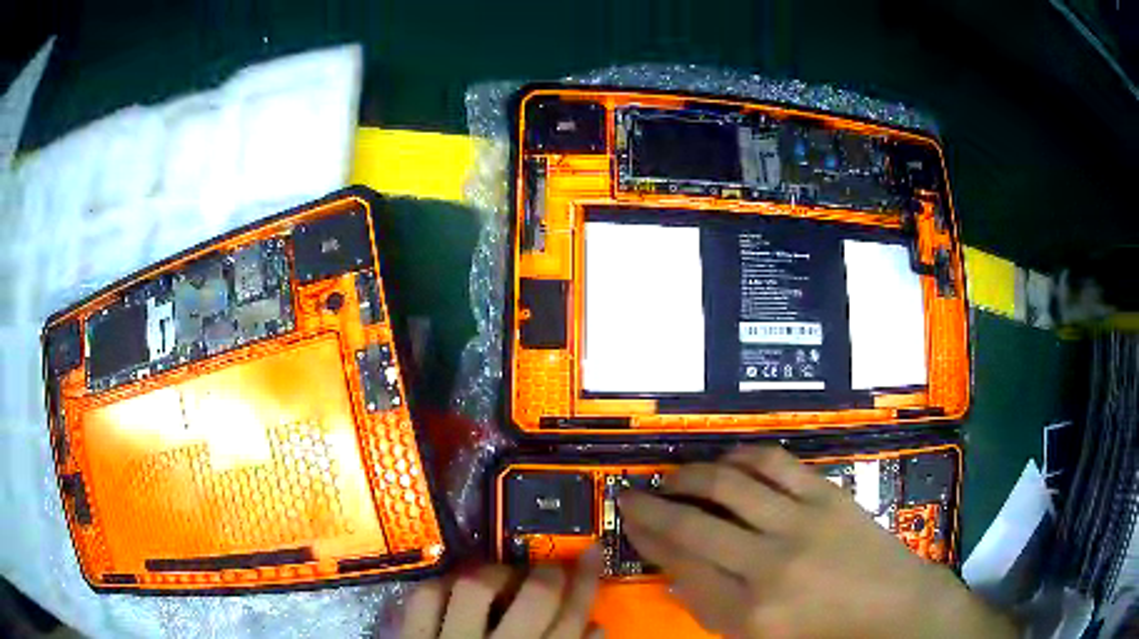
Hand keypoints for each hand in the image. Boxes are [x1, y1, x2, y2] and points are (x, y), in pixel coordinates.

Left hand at [400, 547, 603, 638]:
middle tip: (549, 568)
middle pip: (534, 597)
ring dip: (494, 574)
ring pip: (476, 587)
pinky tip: (454, 588)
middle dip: (548, 573)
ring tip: (503, 577)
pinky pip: (424, 597)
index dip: (586, 582)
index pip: (572, 619)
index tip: (592, 553)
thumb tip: (594, 626)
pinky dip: (442, 585)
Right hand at [619, 446, 1017, 638]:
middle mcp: (767, 566)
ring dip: (691, 474)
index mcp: (747, 614)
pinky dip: (742, 456)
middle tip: (632, 493)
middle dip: (651, 505)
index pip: (679, 567)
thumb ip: (712, 608)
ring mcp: (800, 523)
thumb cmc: (824, 634)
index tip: (631, 522)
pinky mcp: (827, 496)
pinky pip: (774, 463)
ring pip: (728, 483)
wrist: (894, 608)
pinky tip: (728, 460)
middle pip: (692, 524)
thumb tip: (677, 570)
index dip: (647, 540)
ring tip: (675, 475)